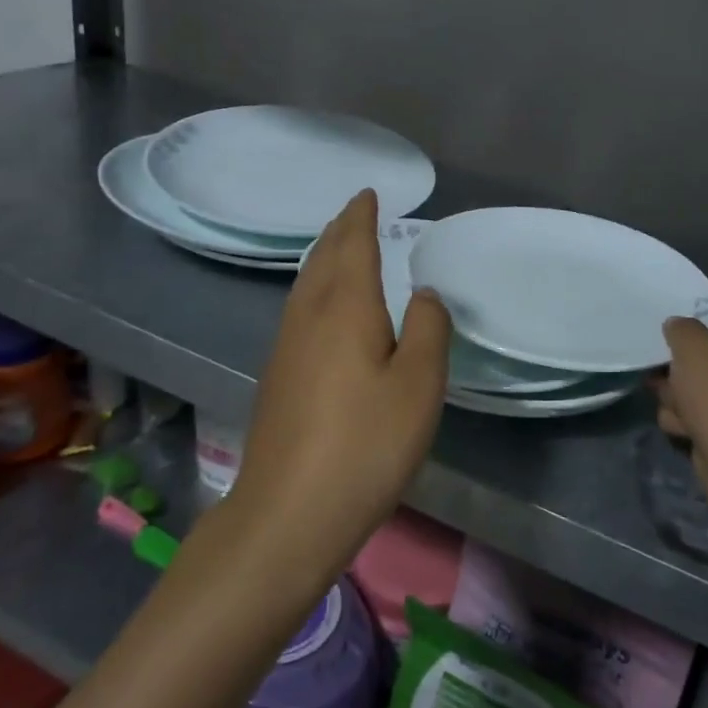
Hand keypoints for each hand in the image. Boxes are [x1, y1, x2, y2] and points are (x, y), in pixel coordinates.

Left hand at [229, 190, 450, 571]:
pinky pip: (299, 310)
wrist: (288, 514)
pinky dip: (315, 288)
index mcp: (345, 308)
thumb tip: (424, 293)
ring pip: (305, 285)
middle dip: (339, 231)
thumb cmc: (364, 445)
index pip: (352, 246)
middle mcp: (309, 317)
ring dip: (324, 258)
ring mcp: (286, 347)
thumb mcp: (419, 387)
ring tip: (339, 247)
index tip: (367, 194)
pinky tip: (323, 308)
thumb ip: (429, 330)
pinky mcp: (278, 377)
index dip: (360, 217)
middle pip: (322, 259)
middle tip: (354, 212)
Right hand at [652, 298, 707, 496]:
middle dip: (680, 359)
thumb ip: (680, 327)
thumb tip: (679, 326)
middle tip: (658, 359)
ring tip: (672, 401)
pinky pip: (696, 412)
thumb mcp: (691, 346)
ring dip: (676, 392)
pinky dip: (685, 418)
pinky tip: (682, 426)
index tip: (679, 311)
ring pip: (696, 383)